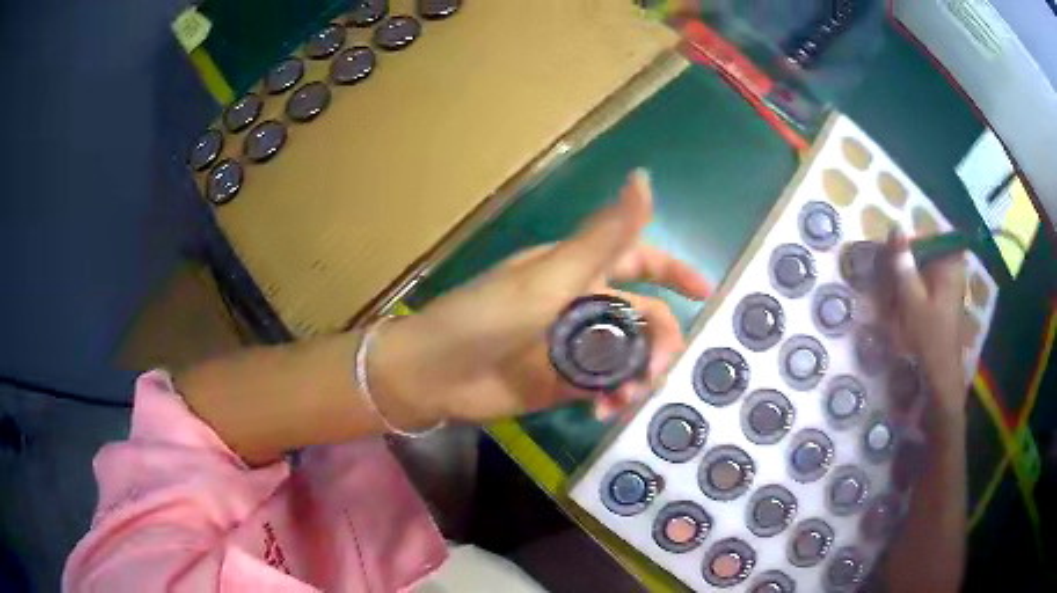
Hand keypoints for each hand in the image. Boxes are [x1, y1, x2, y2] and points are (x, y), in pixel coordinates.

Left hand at [372, 170, 710, 426]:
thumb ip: (603, 235)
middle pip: (643, 319)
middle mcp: (582, 305)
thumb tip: (645, 177)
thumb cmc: (487, 317)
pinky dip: (614, 398)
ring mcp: (573, 347)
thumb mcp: (550, 277)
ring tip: (629, 397)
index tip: (705, 293)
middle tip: (657, 369)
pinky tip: (606, 411)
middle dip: (659, 342)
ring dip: (640, 375)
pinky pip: (605, 388)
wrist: (434, 374)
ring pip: (629, 357)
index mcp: (580, 271)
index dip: (675, 271)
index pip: (641, 260)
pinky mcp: (563, 383)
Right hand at [887, 232, 968, 414]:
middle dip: (907, 259)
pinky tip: (902, 303)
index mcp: (950, 265)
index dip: (910, 239)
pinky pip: (927, 285)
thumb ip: (904, 265)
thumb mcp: (912, 300)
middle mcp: (953, 270)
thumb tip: (895, 229)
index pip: (930, 236)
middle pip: (927, 252)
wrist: (941, 376)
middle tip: (888, 270)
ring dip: (908, 275)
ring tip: (892, 289)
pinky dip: (914, 289)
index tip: (892, 248)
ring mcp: (950, 287)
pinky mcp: (944, 302)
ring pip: (925, 269)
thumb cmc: (930, 337)